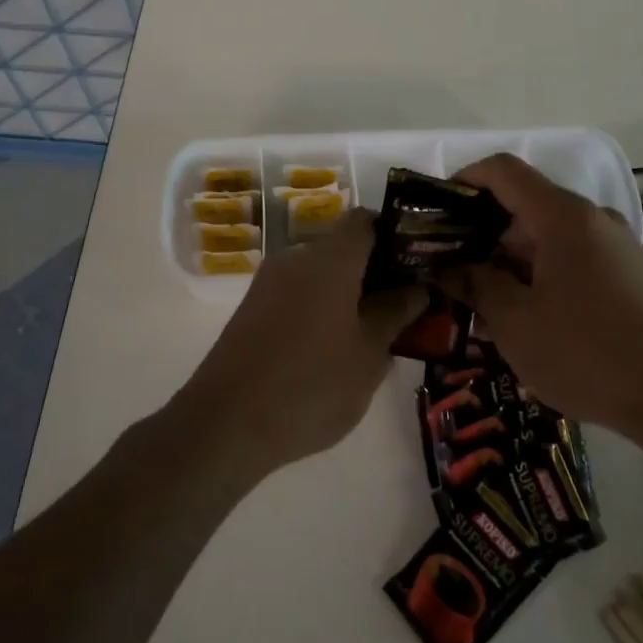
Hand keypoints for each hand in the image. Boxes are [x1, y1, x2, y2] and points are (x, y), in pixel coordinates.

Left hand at [181, 208, 424, 475]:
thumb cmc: (312, 384)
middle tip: (404, 306)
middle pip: (343, 246)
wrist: (226, 422)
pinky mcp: (252, 307)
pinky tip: (334, 349)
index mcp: (330, 258)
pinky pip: (298, 293)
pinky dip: (321, 307)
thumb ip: (394, 313)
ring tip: (374, 334)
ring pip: (320, 273)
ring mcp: (269, 281)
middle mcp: (297, 257)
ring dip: (348, 292)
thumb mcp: (368, 354)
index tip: (416, 263)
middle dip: (375, 271)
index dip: (394, 234)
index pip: (366, 220)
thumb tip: (416, 287)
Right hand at [437, 153, 642, 433]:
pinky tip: (526, 318)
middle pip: (524, 204)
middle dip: (482, 232)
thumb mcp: (515, 322)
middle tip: (451, 270)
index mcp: (562, 216)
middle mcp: (591, 219)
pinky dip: (540, 274)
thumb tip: (449, 267)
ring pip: (547, 235)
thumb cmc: (587, 353)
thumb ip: (476, 284)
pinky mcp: (628, 275)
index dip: (464, 179)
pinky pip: (571, 257)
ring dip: (510, 259)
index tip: (436, 211)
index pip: (503, 170)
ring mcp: (615, 246)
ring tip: (483, 303)